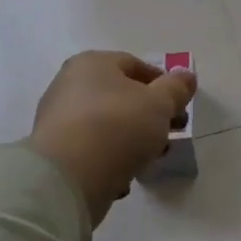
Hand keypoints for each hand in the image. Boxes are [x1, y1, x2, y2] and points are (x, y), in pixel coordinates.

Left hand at [27, 51, 197, 227]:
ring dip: (132, 139)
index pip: (135, 65)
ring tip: (150, 158)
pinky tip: (123, 176)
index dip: (163, 84)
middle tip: (172, 133)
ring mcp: (58, 119)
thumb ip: (177, 88)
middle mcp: (69, 84)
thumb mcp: (160, 104)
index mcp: (93, 63)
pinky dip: (110, 159)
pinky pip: (92, 149)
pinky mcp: (55, 152)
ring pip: (107, 124)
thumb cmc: (118, 127)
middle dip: (150, 115)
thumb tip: (186, 76)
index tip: (180, 107)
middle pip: (121, 96)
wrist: (69, 177)